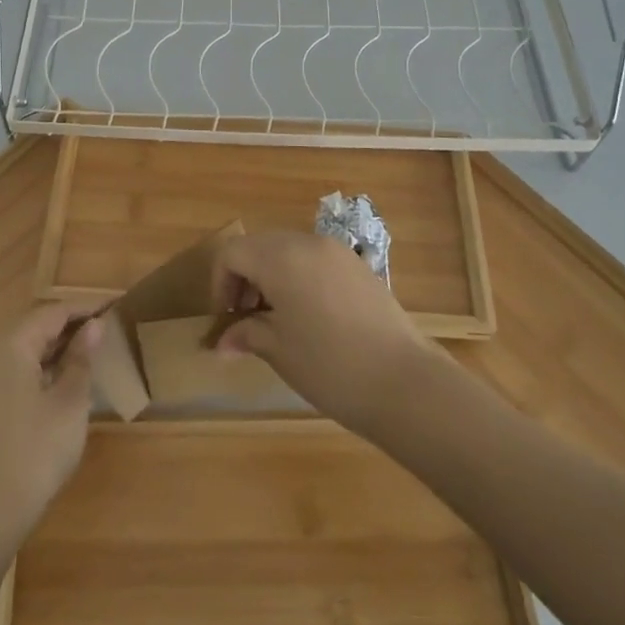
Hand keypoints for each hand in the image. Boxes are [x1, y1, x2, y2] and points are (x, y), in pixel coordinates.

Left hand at [0, 302, 97, 556]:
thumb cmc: (36, 451)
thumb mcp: (70, 402)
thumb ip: (81, 359)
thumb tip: (95, 326)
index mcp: (11, 345)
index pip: (52, 313)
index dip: (85, 309)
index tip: (115, 308)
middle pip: (35, 327)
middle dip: (71, 326)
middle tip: (107, 331)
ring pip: (25, 349)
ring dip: (57, 347)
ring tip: (92, 353)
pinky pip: (16, 369)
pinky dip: (41, 367)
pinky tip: (64, 380)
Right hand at [213, 231, 438, 434]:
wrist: (404, 381)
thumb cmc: (329, 365)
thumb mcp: (278, 350)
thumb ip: (246, 334)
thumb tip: (222, 342)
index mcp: (280, 257)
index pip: (232, 253)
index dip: (220, 284)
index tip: (226, 319)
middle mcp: (307, 243)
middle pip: (260, 246)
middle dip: (245, 278)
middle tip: (246, 319)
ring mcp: (338, 252)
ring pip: (289, 251)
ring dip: (272, 277)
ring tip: (276, 320)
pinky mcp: (360, 267)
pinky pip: (316, 261)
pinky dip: (300, 278)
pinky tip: (309, 317)